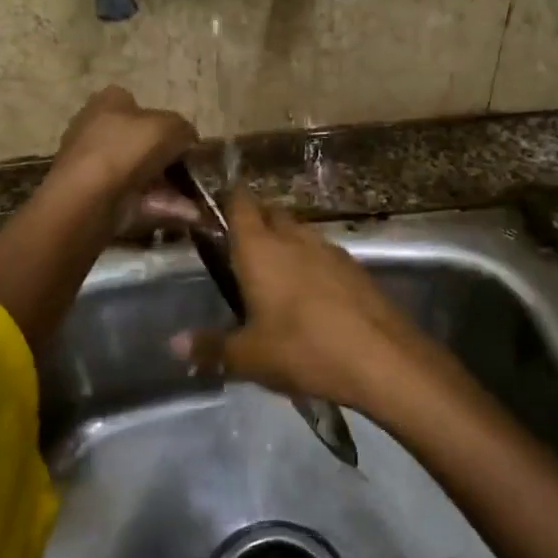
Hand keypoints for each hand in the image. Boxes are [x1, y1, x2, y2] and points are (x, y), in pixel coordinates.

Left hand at [50, 87, 198, 225]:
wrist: (89, 197)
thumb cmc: (127, 149)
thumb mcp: (170, 127)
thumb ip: (185, 130)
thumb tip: (189, 142)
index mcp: (109, 102)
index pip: (139, 106)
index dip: (165, 123)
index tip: (184, 143)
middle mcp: (96, 129)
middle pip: (141, 143)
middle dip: (169, 160)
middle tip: (194, 173)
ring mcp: (95, 166)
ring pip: (142, 174)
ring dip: (171, 187)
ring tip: (199, 201)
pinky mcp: (96, 197)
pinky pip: (137, 198)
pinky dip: (161, 205)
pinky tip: (189, 215)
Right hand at [172, 190, 439, 414]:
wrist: (382, 358)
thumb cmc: (304, 349)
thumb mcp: (250, 357)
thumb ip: (211, 348)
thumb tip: (174, 344)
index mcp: (260, 249)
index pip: (239, 203)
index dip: (226, 199)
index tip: (213, 206)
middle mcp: (294, 238)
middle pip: (270, 213)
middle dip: (255, 222)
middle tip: (238, 249)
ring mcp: (329, 249)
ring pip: (299, 232)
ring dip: (285, 243)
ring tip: (272, 275)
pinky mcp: (355, 267)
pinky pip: (323, 254)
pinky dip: (311, 263)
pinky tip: (310, 295)